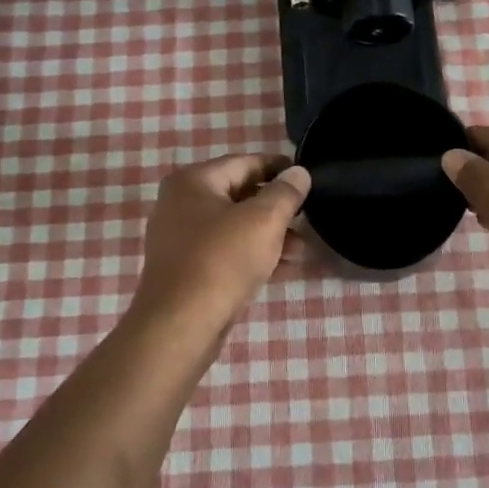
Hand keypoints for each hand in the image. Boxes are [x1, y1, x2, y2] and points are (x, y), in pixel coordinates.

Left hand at [130, 153, 310, 330]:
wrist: (180, 325)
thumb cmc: (222, 260)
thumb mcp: (263, 220)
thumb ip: (285, 192)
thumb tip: (299, 172)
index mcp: (193, 181)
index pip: (245, 163)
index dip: (279, 167)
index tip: (307, 177)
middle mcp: (181, 204)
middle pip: (239, 195)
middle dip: (277, 208)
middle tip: (308, 217)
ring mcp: (181, 238)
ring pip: (235, 227)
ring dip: (270, 235)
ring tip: (302, 250)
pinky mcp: (186, 269)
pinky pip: (226, 252)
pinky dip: (253, 255)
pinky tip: (284, 268)